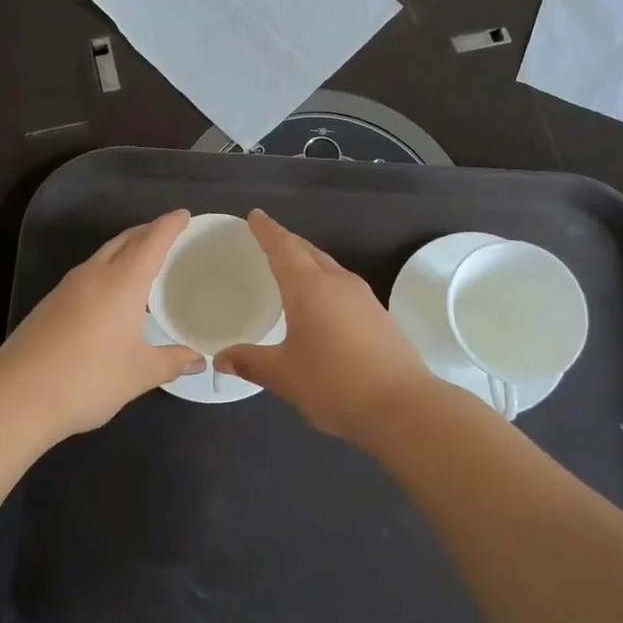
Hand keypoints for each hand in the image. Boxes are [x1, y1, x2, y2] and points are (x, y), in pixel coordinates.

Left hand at [0, 210, 202, 445]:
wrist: (15, 397)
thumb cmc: (88, 379)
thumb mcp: (139, 373)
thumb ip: (171, 362)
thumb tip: (197, 360)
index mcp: (122, 282)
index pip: (151, 241)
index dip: (169, 225)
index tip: (184, 215)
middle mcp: (93, 275)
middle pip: (124, 241)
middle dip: (147, 232)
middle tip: (167, 234)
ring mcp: (66, 288)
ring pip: (102, 256)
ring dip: (125, 251)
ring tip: (143, 263)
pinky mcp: (49, 305)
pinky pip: (87, 274)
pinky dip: (107, 271)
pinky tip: (111, 296)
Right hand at [218, 210, 434, 444]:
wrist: (402, 406)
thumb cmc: (334, 383)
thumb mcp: (284, 375)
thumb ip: (251, 362)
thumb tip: (220, 358)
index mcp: (309, 288)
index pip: (283, 247)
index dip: (267, 231)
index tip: (255, 216)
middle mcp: (338, 283)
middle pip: (308, 251)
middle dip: (287, 242)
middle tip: (268, 238)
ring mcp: (363, 298)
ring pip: (329, 267)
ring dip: (308, 261)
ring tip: (291, 267)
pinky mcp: (378, 316)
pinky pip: (343, 285)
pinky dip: (324, 281)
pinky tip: (321, 302)